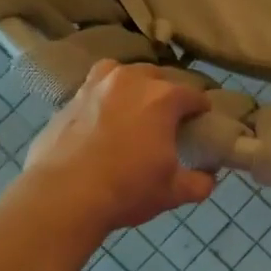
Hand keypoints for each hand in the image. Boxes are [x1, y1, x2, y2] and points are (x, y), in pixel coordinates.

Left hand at [22, 62, 214, 234]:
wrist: (62, 197)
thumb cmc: (126, 190)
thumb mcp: (172, 192)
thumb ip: (199, 182)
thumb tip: (209, 178)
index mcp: (163, 98)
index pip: (194, 95)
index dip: (202, 108)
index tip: (202, 122)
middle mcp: (131, 81)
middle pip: (158, 77)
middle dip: (167, 93)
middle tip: (168, 119)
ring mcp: (96, 86)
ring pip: (123, 73)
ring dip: (133, 85)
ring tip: (134, 107)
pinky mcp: (69, 99)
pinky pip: (95, 89)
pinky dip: (104, 97)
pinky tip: (103, 118)